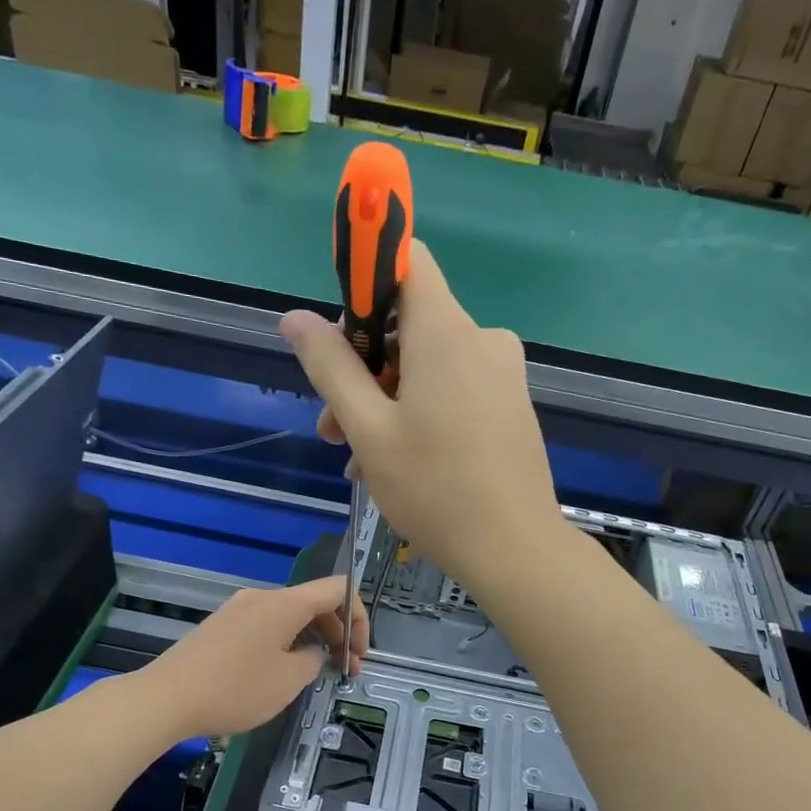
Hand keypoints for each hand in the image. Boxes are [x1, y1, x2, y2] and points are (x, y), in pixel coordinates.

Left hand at [136, 577, 368, 737]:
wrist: (166, 698)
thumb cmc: (236, 688)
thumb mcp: (289, 680)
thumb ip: (314, 660)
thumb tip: (311, 652)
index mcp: (286, 603)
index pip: (339, 588)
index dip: (360, 617)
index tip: (359, 653)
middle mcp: (263, 597)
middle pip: (315, 603)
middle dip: (338, 634)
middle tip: (345, 671)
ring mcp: (238, 609)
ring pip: (290, 616)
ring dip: (312, 640)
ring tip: (315, 676)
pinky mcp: (221, 626)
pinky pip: (266, 626)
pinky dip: (286, 643)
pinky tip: (280, 674)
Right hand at [280, 241, 563, 596]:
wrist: (515, 549)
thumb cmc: (434, 488)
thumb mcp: (368, 429)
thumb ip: (331, 367)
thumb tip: (295, 317)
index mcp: (446, 331)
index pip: (406, 260)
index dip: (365, 279)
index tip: (339, 331)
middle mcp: (481, 339)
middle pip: (410, 324)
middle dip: (363, 368)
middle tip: (332, 429)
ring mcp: (502, 374)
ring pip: (428, 366)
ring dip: (385, 402)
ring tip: (357, 460)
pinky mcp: (510, 405)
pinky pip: (454, 390)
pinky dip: (419, 413)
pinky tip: (396, 464)